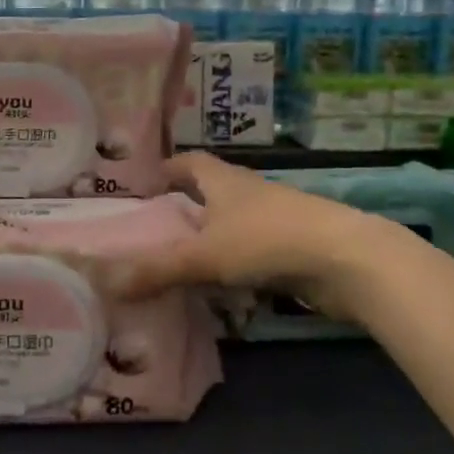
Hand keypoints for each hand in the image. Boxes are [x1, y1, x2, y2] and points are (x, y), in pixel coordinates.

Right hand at [116, 152, 381, 318]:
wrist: (347, 260)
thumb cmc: (268, 241)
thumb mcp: (204, 256)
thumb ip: (157, 269)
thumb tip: (107, 281)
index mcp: (226, 181)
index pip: (191, 163)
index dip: (167, 169)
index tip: (146, 184)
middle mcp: (250, 193)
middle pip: (213, 192)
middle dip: (187, 206)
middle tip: (157, 230)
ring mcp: (277, 220)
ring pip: (235, 224)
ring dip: (212, 239)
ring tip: (183, 263)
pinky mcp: (295, 248)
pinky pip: (255, 253)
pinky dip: (236, 266)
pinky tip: (225, 290)